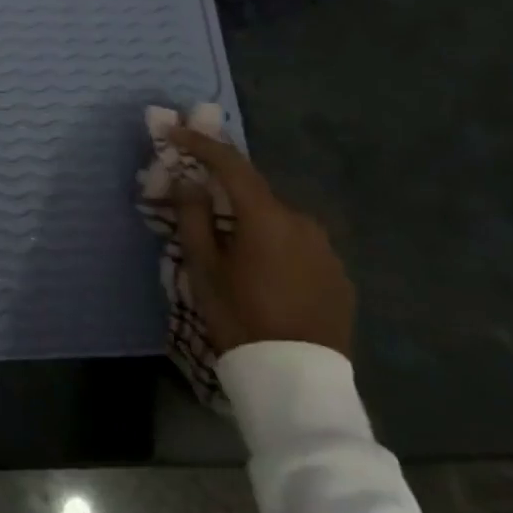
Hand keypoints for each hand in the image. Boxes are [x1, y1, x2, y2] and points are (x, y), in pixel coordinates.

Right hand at [169, 127, 354, 358]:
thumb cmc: (240, 318)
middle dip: (225, 190)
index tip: (174, 131)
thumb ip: (193, 217)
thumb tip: (189, 182)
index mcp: (267, 217)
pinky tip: (264, 272)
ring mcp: (326, 249)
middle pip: (255, 193)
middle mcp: (302, 222)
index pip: (231, 164)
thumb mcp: (203, 268)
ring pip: (278, 220)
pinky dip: (276, 245)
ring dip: (252, 221)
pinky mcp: (339, 275)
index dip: (200, 143)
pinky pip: (299, 246)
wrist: (297, 382)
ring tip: (232, 248)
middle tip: (198, 201)